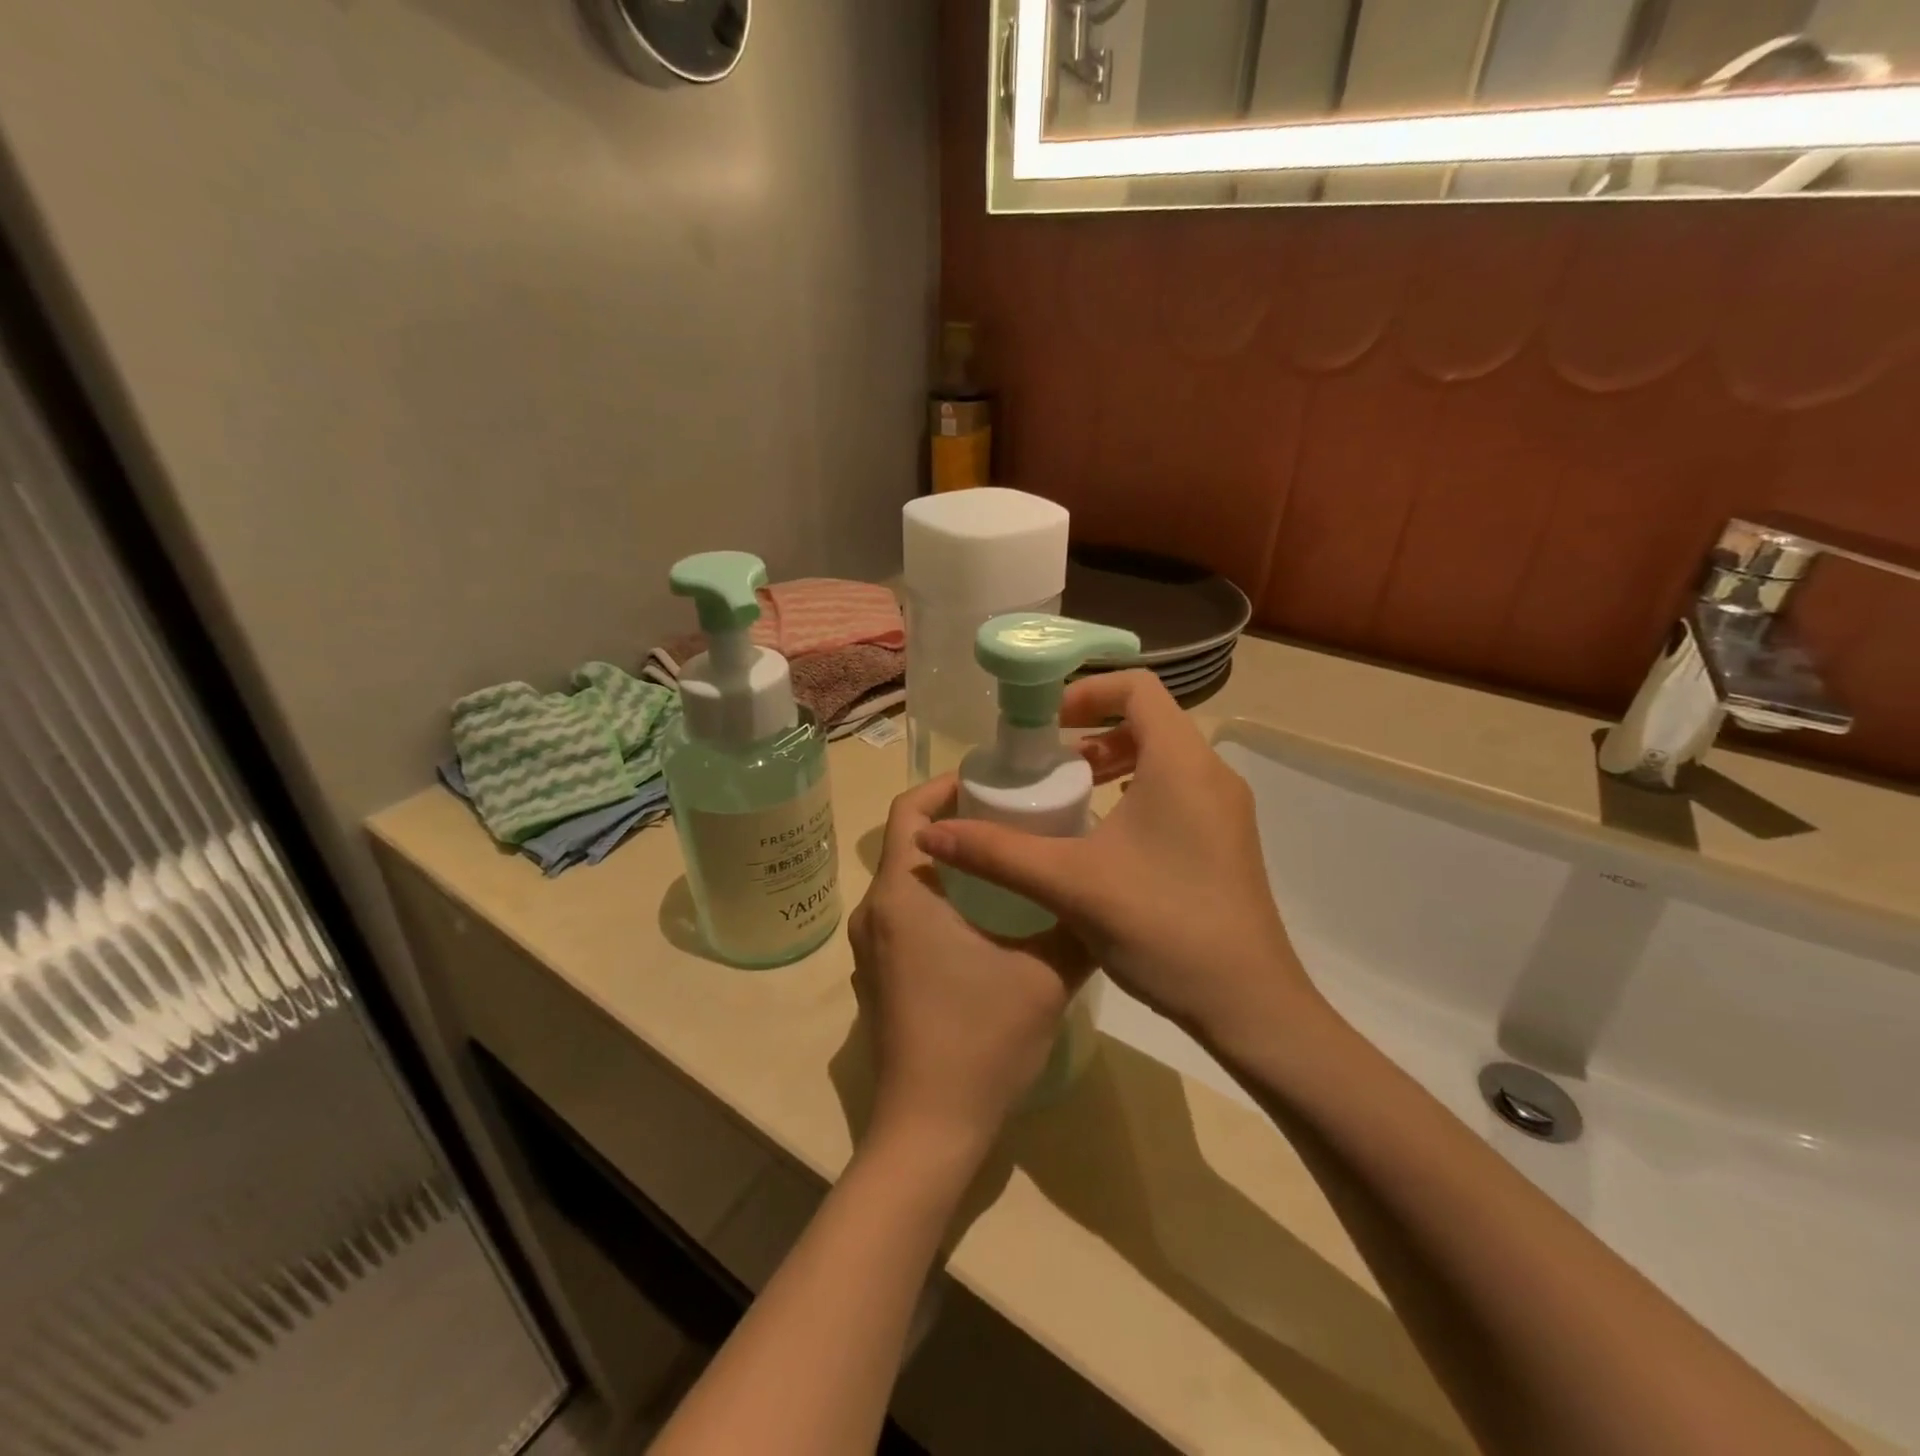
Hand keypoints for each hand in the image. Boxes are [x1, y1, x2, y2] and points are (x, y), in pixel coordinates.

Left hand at [849, 775, 1092, 1161]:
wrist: (931, 1129)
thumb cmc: (981, 1039)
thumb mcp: (1045, 974)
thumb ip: (1076, 925)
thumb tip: (1102, 893)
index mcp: (902, 895)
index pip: (907, 811)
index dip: (943, 787)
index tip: (988, 783)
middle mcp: (874, 912)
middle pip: (907, 843)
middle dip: (953, 823)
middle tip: (1008, 817)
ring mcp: (870, 949)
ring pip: (906, 882)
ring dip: (947, 864)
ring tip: (1002, 863)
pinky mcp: (877, 977)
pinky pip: (902, 916)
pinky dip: (936, 900)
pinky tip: (981, 920)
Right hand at [915, 671, 1322, 1047]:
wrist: (1249, 1005)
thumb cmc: (1162, 926)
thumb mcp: (1069, 884)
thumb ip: (997, 853)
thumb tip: (929, 836)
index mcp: (1181, 763)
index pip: (1137, 687)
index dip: (1086, 691)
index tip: (1044, 726)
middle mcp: (1212, 774)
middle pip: (1150, 721)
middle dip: (1093, 731)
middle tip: (1047, 763)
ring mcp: (1226, 810)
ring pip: (1165, 758)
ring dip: (1115, 762)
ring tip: (1071, 794)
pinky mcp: (1228, 842)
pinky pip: (1179, 791)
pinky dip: (1137, 792)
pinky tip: (1104, 838)